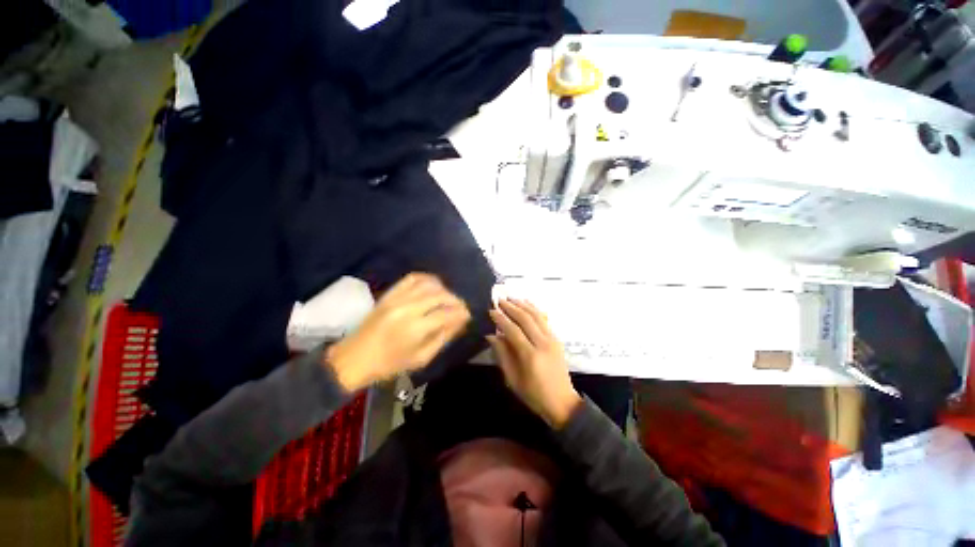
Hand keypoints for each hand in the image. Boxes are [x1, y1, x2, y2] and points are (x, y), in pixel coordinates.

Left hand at [327, 273, 470, 391]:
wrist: (354, 358)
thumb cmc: (389, 365)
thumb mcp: (421, 358)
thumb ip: (443, 338)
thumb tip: (460, 322)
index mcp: (416, 328)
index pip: (447, 313)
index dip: (462, 312)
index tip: (468, 315)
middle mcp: (409, 308)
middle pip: (441, 296)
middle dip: (456, 300)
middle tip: (461, 308)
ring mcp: (397, 298)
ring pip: (429, 284)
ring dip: (444, 289)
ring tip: (448, 298)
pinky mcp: (389, 294)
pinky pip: (412, 278)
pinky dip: (426, 279)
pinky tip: (433, 285)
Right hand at [489, 299, 581, 428]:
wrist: (562, 402)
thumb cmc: (533, 395)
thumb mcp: (512, 379)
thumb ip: (502, 354)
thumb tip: (491, 335)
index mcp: (530, 356)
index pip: (513, 331)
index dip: (501, 319)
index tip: (491, 310)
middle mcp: (543, 343)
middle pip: (525, 319)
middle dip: (511, 307)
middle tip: (499, 300)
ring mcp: (552, 339)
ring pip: (536, 315)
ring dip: (523, 305)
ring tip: (511, 298)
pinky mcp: (557, 339)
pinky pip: (544, 319)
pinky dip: (534, 309)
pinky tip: (527, 304)